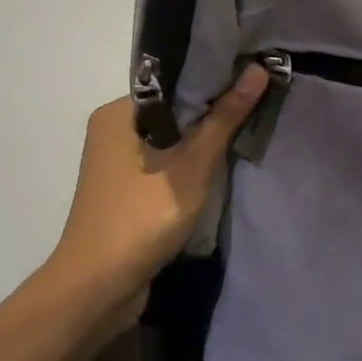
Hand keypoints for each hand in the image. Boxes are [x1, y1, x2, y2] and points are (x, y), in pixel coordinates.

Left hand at [41, 64, 269, 306]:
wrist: (98, 290)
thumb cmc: (141, 218)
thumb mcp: (191, 166)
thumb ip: (224, 119)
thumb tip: (258, 70)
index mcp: (118, 114)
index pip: (174, 82)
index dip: (216, 77)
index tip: (256, 73)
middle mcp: (115, 131)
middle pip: (176, 110)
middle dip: (217, 109)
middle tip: (263, 98)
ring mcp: (121, 164)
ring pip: (175, 139)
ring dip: (208, 139)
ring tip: (254, 124)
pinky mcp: (132, 191)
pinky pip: (170, 164)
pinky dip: (195, 163)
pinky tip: (228, 162)